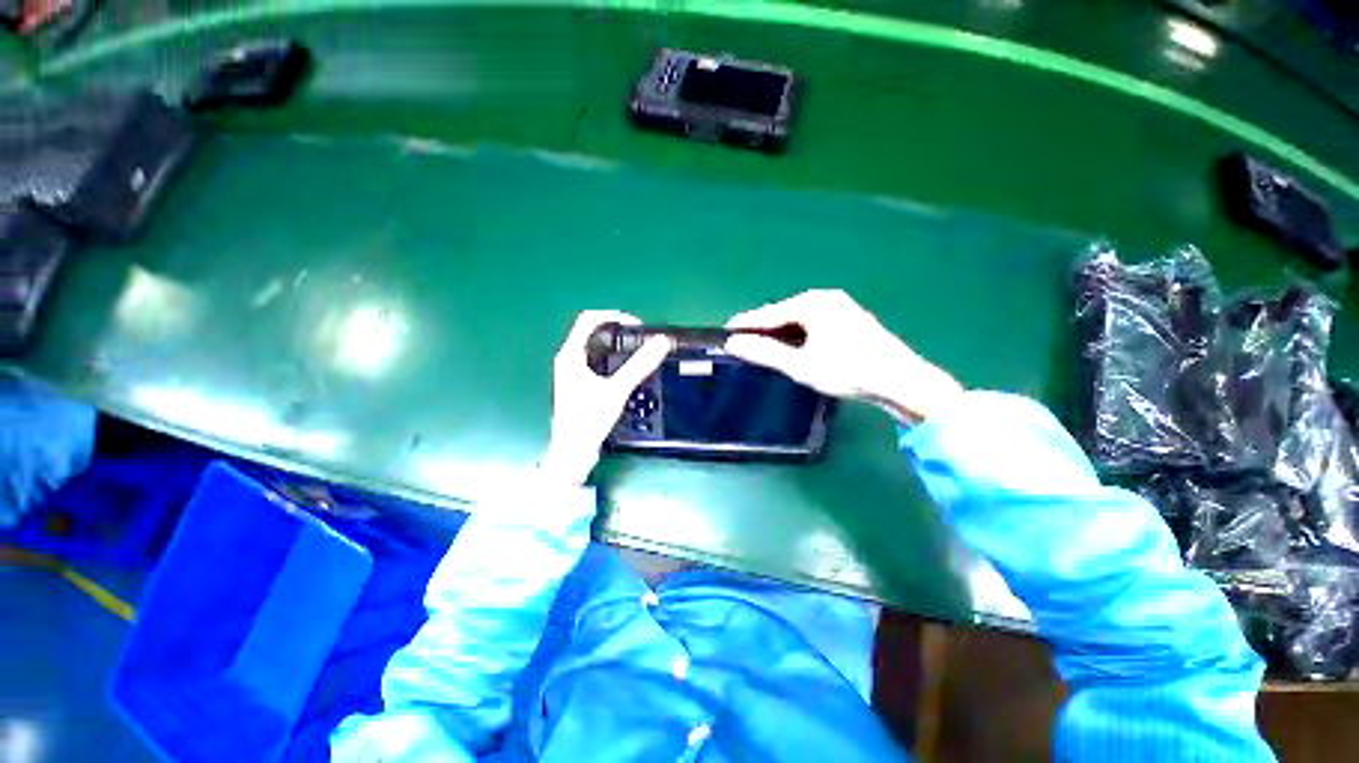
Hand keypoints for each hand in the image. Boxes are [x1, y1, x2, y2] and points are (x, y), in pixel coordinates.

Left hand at [540, 311, 671, 484]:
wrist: (573, 451)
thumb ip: (639, 365)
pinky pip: (595, 361)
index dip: (613, 316)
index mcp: (570, 355)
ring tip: (636, 350)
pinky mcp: (578, 384)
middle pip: (591, 331)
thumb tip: (661, 343)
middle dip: (617, 329)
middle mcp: (568, 359)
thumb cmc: (588, 419)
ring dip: (615, 344)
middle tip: (639, 337)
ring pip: (594, 347)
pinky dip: (611, 358)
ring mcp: (571, 372)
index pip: (588, 319)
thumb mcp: (617, 390)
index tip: (635, 325)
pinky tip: (625, 369)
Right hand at [725, 289, 962, 422]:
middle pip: (783, 313)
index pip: (769, 313)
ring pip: (799, 318)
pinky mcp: (849, 317)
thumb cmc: (847, 371)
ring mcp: (840, 306)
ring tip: (763, 346)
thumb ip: (765, 353)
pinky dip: (798, 333)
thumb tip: (733, 343)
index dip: (746, 324)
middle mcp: (825, 298)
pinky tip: (794, 345)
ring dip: (781, 331)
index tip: (726, 331)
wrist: (900, 380)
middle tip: (743, 342)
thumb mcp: (800, 365)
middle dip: (763, 328)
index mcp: (812, 304)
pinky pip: (813, 322)